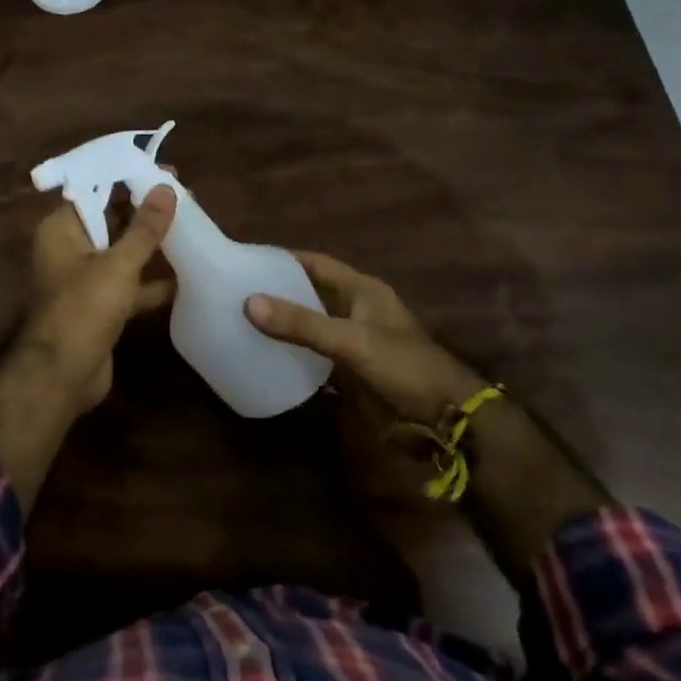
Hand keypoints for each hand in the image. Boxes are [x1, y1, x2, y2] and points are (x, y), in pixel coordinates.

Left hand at [15, 184, 177, 416]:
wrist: (61, 377)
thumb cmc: (83, 309)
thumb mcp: (118, 264)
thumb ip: (144, 228)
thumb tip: (166, 188)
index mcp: (62, 229)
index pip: (96, 190)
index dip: (128, 178)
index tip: (164, 171)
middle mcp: (71, 248)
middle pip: (111, 219)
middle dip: (146, 210)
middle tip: (186, 196)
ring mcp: (86, 279)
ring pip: (123, 252)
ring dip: (152, 244)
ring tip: (192, 227)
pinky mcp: (102, 306)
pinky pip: (130, 284)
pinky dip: (153, 281)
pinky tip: (187, 276)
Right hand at [246, 252, 485, 424]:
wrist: (444, 421)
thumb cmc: (402, 367)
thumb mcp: (350, 341)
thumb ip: (301, 324)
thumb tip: (249, 302)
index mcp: (361, 291)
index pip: (316, 264)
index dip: (284, 259)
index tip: (247, 260)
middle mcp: (355, 311)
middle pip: (309, 294)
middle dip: (277, 293)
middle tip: (235, 293)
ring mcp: (353, 343)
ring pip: (310, 327)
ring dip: (283, 326)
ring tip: (241, 323)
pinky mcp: (351, 373)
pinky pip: (314, 359)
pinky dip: (293, 357)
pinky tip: (265, 359)